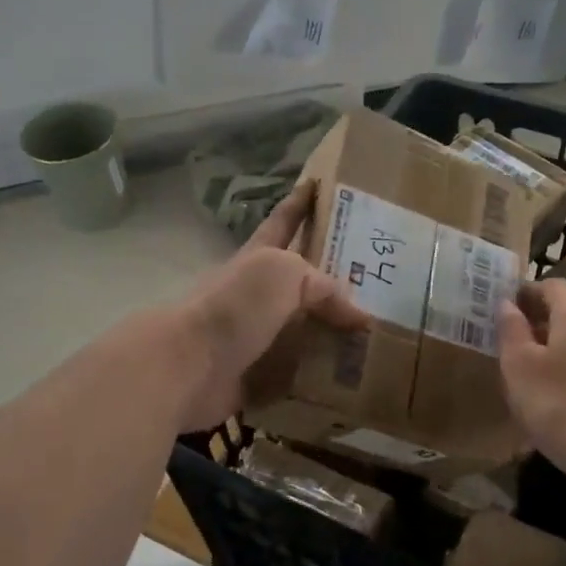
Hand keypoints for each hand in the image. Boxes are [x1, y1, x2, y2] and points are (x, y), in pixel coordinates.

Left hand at [166, 182, 368, 432]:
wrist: (189, 366)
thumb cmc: (235, 307)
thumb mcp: (284, 275)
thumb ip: (324, 287)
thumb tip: (358, 317)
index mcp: (261, 259)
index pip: (284, 222)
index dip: (300, 203)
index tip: (318, 183)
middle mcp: (257, 296)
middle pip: (300, 283)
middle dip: (331, 282)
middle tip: (376, 286)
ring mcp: (255, 337)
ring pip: (302, 332)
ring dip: (332, 336)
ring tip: (374, 341)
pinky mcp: (256, 377)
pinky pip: (296, 377)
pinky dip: (319, 379)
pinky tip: (349, 382)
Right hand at [496, 279, 565, 489]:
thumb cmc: (563, 405)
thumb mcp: (520, 368)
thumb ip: (511, 331)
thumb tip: (506, 304)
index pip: (550, 285)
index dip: (525, 294)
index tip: (504, 313)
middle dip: (542, 324)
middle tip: (514, 348)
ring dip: (562, 351)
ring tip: (539, 379)